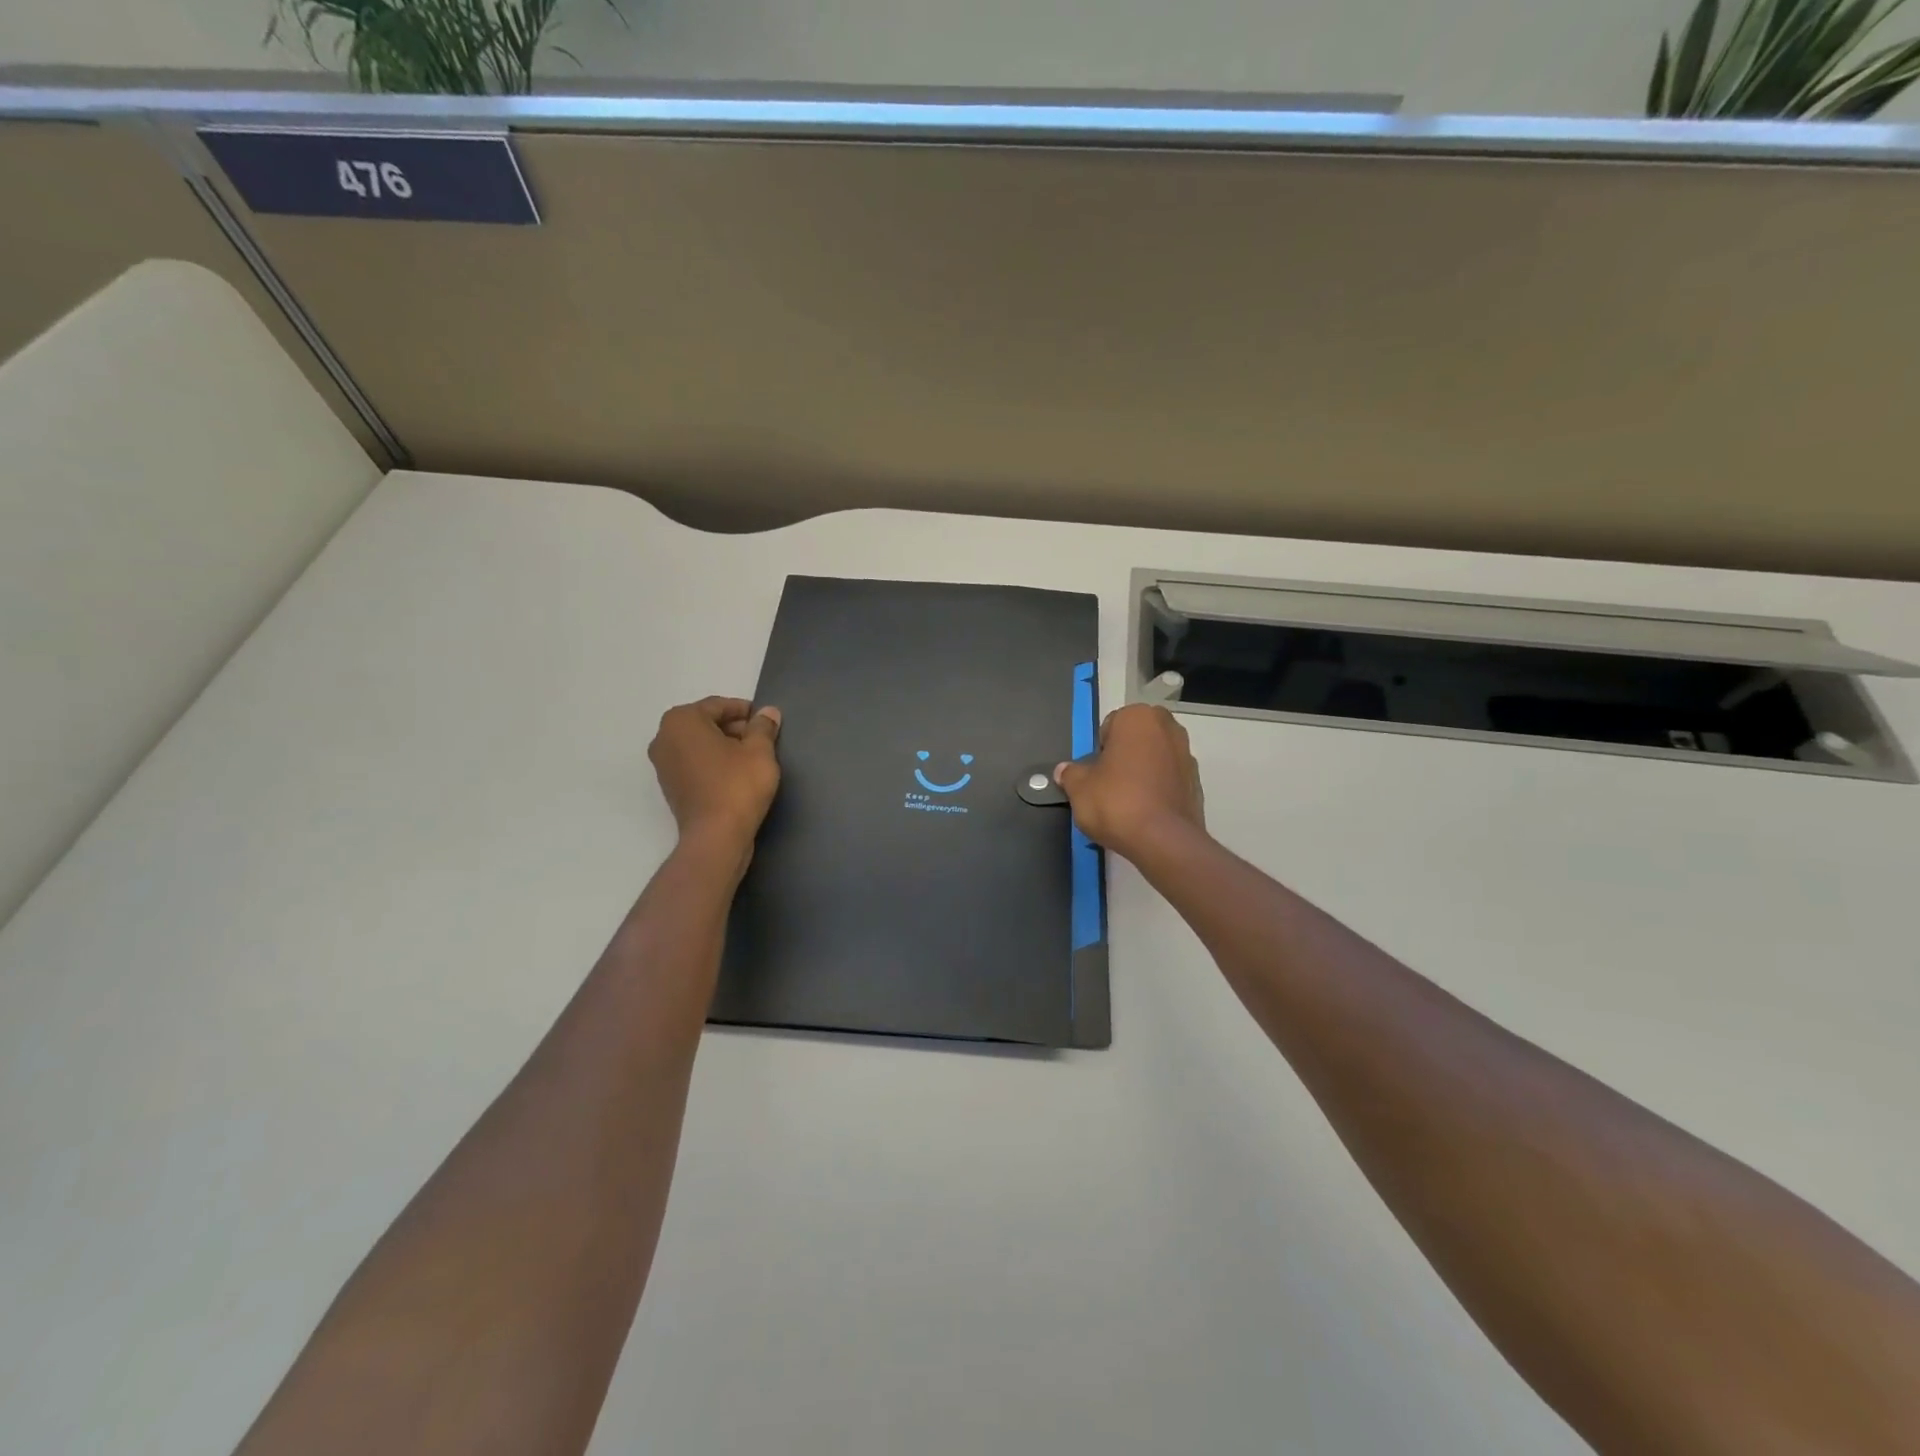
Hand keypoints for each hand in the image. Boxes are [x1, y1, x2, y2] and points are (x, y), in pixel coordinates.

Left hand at [648, 697, 782, 861]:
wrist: (716, 837)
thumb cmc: (737, 785)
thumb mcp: (759, 751)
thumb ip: (763, 727)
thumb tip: (768, 712)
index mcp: (681, 721)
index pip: (718, 706)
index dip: (745, 711)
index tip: (765, 720)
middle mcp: (664, 739)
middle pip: (705, 724)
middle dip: (734, 728)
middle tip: (762, 739)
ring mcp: (663, 765)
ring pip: (699, 745)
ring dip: (724, 746)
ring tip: (752, 758)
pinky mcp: (670, 788)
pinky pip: (694, 764)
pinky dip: (713, 764)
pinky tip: (736, 776)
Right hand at [1054, 703, 1206, 863]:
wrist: (1163, 840)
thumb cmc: (1116, 801)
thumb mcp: (1079, 788)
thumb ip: (1071, 774)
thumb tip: (1065, 770)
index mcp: (1139, 717)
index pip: (1110, 726)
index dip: (1099, 750)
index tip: (1095, 773)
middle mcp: (1168, 729)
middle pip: (1137, 739)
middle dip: (1124, 756)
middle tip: (1109, 784)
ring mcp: (1187, 756)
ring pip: (1156, 759)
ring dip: (1143, 772)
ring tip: (1127, 802)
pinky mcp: (1197, 784)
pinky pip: (1169, 780)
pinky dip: (1158, 790)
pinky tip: (1145, 812)